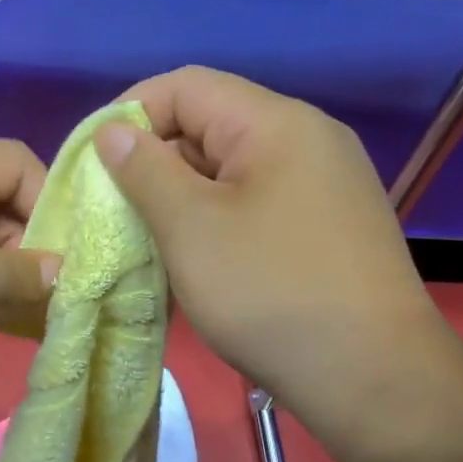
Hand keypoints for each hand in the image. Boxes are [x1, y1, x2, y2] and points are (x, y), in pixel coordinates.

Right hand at [93, 67, 462, 461]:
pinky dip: (214, 222)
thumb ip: (145, 171)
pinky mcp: (326, 228)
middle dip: (152, 162)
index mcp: (276, 123)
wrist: (370, 375)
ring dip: (180, 198)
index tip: (92, 163)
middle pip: (210, 127)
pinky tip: (193, 260)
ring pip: (230, 172)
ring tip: (145, 240)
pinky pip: (255, 205)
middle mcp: (307, 140)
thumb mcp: (191, 228)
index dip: (130, 114)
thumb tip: (113, 131)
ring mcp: (323, 186)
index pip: (187, 87)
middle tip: (112, 210)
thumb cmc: (269, 292)